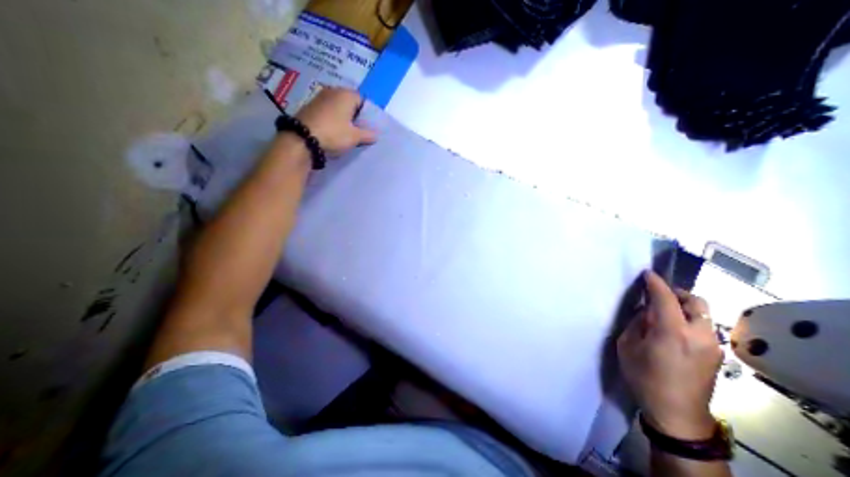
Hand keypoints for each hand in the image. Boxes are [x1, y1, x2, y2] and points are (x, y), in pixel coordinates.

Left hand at [299, 87, 377, 155]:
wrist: (302, 139)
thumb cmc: (334, 134)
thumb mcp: (355, 137)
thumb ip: (368, 134)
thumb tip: (376, 135)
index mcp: (346, 94)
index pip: (362, 100)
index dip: (367, 114)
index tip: (369, 127)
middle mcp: (332, 91)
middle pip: (349, 103)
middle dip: (355, 116)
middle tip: (360, 131)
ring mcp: (319, 98)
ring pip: (338, 107)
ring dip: (344, 118)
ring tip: (348, 133)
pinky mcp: (310, 107)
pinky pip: (328, 112)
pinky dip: (333, 120)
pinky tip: (334, 132)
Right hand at [619, 273, 723, 438]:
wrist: (677, 413)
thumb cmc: (644, 377)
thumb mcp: (627, 346)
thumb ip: (637, 324)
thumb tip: (645, 312)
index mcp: (671, 331)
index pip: (665, 297)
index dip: (655, 282)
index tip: (646, 273)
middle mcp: (698, 334)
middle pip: (694, 302)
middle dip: (675, 292)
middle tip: (655, 295)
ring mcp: (712, 345)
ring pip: (702, 313)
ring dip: (683, 306)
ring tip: (663, 312)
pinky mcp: (716, 354)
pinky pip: (703, 326)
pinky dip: (689, 319)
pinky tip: (673, 329)